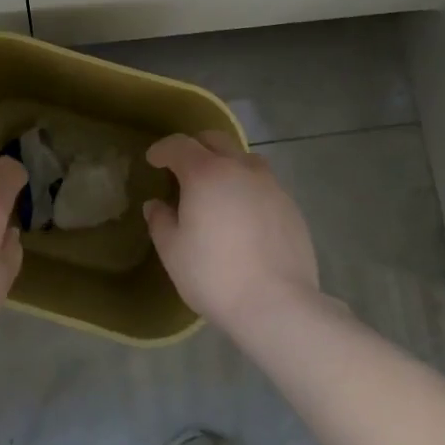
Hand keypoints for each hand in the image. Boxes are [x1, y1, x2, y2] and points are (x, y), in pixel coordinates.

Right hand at [145, 131, 320, 337]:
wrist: (277, 304)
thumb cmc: (215, 275)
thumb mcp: (173, 252)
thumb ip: (160, 221)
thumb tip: (156, 204)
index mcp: (205, 173)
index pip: (179, 145)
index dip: (162, 150)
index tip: (153, 160)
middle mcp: (240, 168)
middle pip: (215, 140)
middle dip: (196, 147)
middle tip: (184, 168)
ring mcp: (270, 185)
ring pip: (244, 158)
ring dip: (227, 164)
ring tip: (219, 189)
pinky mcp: (291, 205)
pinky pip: (264, 184)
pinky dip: (248, 188)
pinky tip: (245, 215)